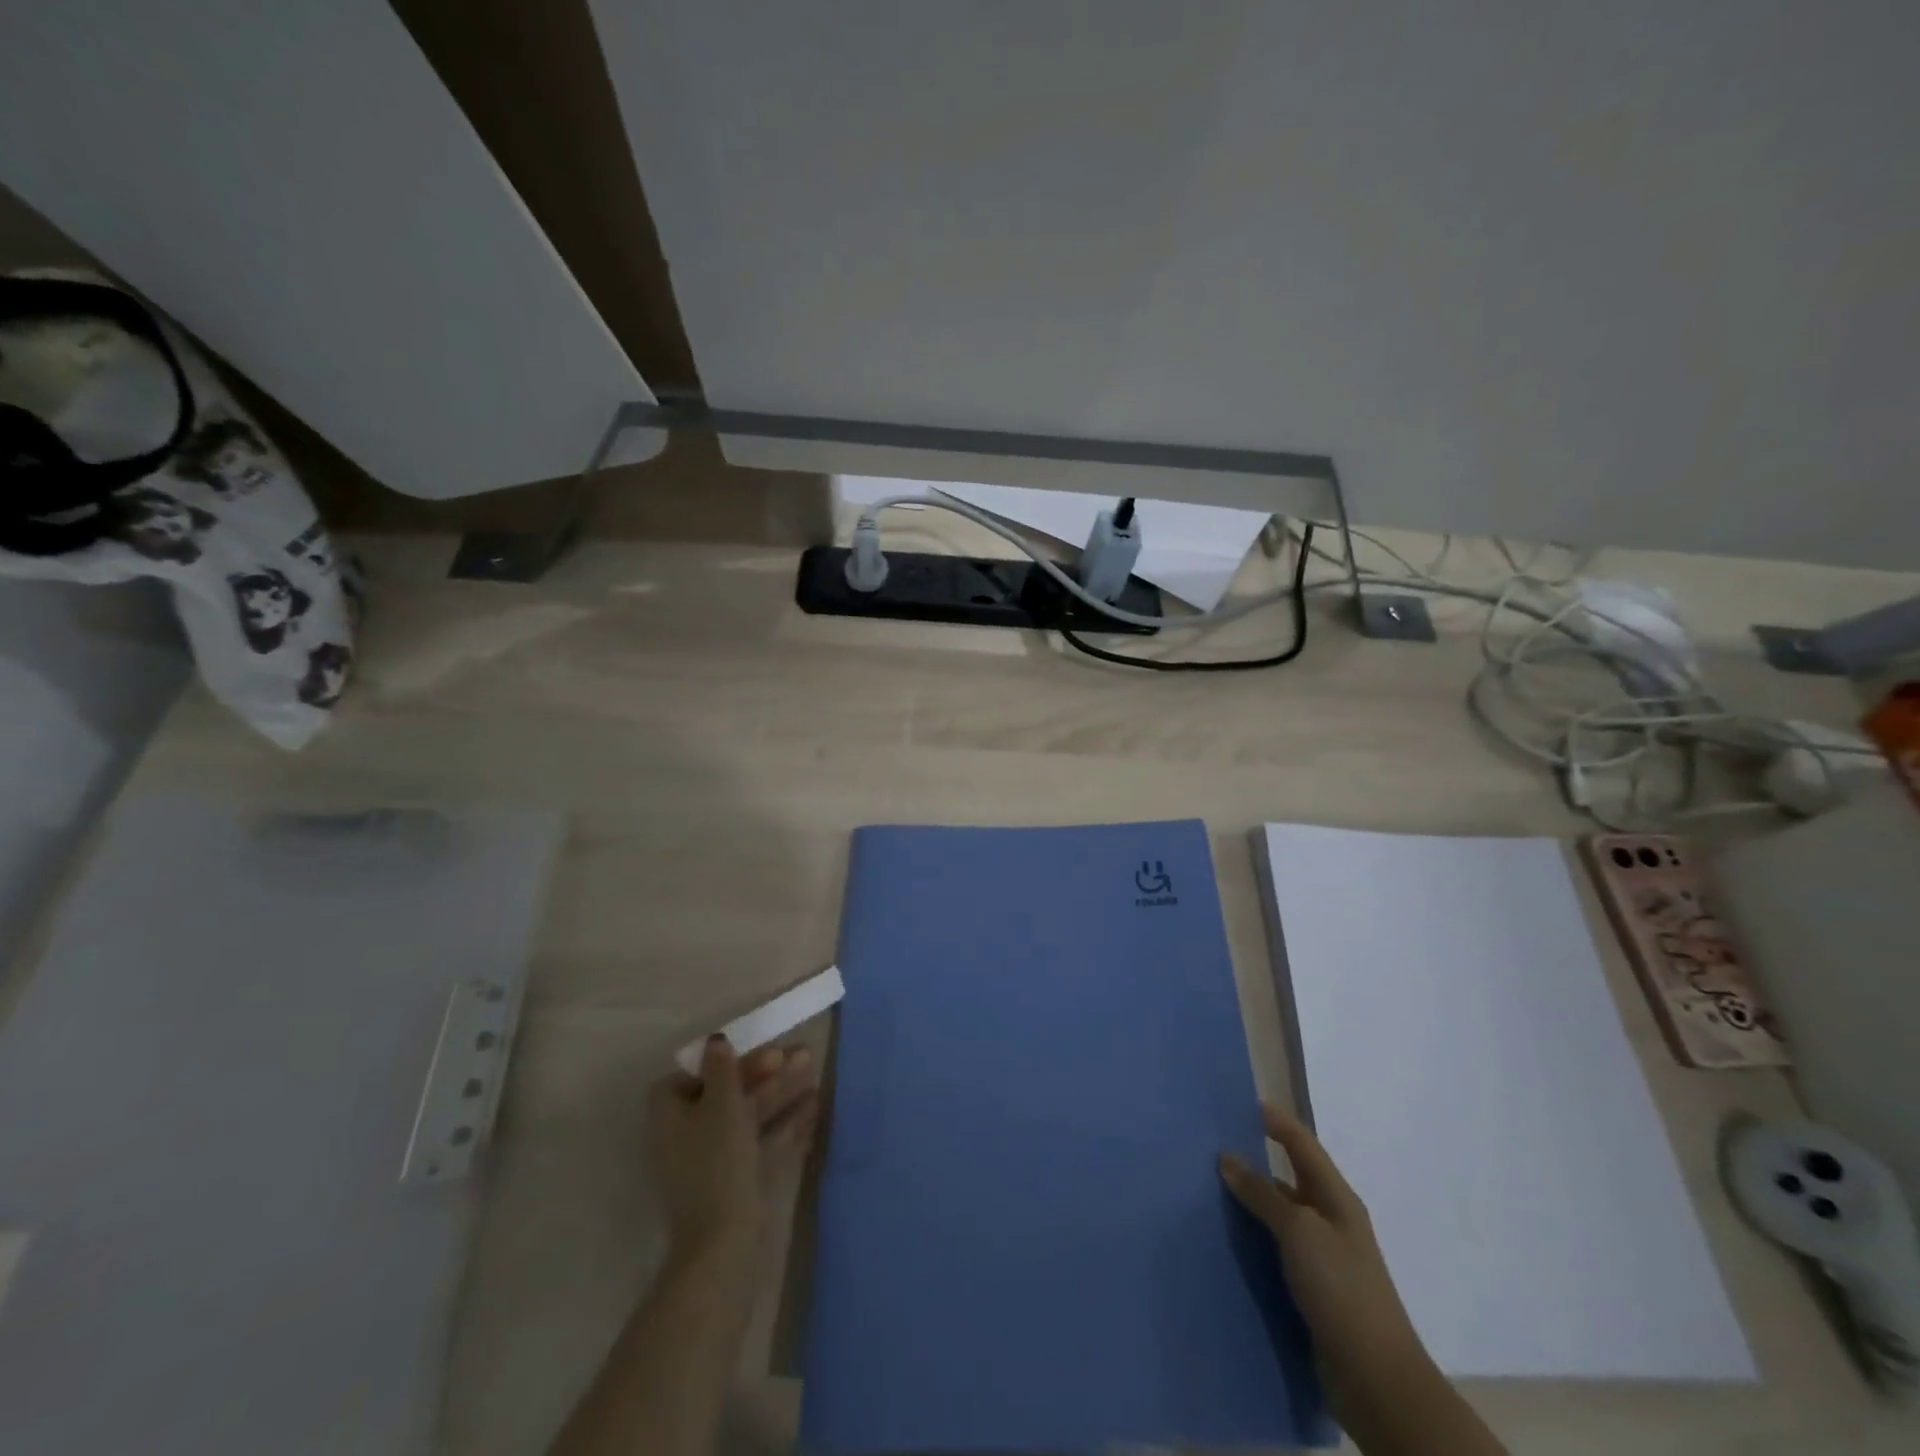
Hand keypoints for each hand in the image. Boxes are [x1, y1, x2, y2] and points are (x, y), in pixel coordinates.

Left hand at [647, 1036, 819, 1264]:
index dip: (725, 1062)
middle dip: (766, 1074)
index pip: (693, 1076)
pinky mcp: (736, 1182)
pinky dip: (785, 1125)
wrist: (724, 1243)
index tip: (756, 1053)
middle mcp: (686, 1136)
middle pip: (727, 1095)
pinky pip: (760, 1142)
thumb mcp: (721, 1104)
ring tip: (815, 1075)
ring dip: (782, 1094)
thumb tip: (716, 1041)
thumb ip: (722, 1069)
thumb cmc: (717, 1161)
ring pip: (749, 1118)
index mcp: (670, 1116)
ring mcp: (711, 1162)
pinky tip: (815, 1110)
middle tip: (801, 1055)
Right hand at [1220, 1102, 1427, 1404]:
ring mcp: (1321, 1257)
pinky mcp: (1310, 1289)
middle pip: (1287, 1176)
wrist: (1376, 1379)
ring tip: (1203, 1188)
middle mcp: (1330, 1220)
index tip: (1237, 1101)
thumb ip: (1262, 1193)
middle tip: (1208, 1145)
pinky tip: (1221, 1238)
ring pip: (1277, 1215)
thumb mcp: (1299, 1231)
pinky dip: (1250, 1239)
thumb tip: (1227, 1157)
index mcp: (1336, 1197)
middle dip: (1252, 1159)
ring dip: (1247, 1202)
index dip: (1274, 1119)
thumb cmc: (1342, 1289)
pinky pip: (1273, 1249)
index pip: (1301, 1143)